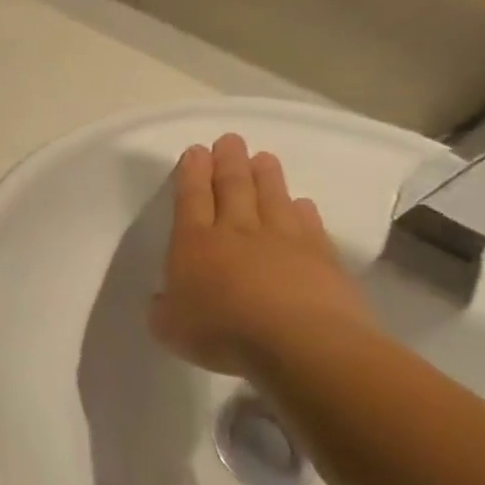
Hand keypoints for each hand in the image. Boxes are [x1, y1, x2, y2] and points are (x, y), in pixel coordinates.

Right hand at [152, 135, 375, 375]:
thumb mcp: (169, 327)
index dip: (192, 173)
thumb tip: (166, 299)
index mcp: (193, 243)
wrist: (299, 344)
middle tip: (230, 140)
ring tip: (263, 157)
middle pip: (232, 188)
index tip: (196, 151)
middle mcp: (236, 232)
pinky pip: (309, 226)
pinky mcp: (321, 259)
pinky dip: (303, 211)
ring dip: (266, 176)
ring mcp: (282, 242)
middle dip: (228, 162)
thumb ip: (164, 308)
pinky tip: (302, 202)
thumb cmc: (221, 333)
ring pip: (271, 199)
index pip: (190, 198)